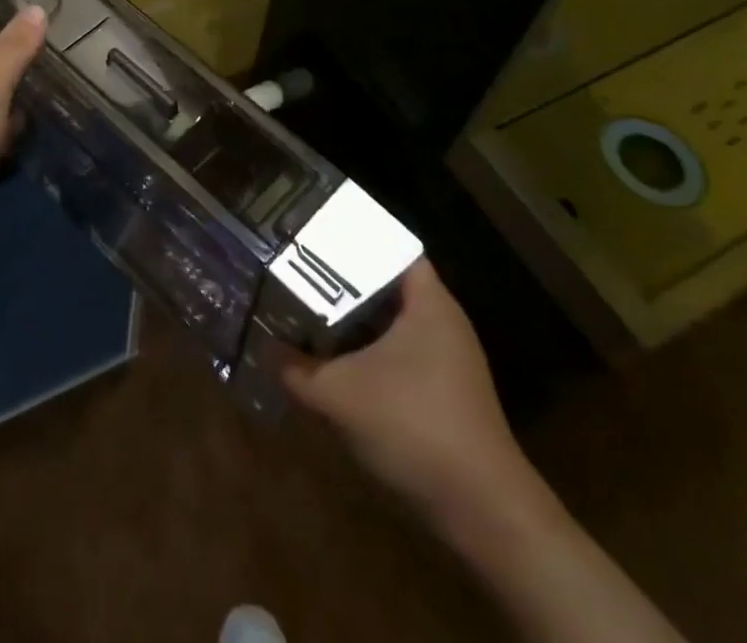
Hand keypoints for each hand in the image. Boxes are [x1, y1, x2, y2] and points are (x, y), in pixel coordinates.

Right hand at [283, 261, 551, 540]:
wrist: (483, 512)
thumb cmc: (414, 426)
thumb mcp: (339, 394)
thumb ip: (296, 368)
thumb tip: (264, 348)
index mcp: (428, 302)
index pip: (389, 247)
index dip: (352, 238)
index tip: (314, 235)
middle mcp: (443, 321)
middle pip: (386, 284)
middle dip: (343, 280)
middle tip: (300, 271)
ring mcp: (448, 360)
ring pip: (391, 323)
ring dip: (354, 320)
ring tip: (310, 310)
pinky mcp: (445, 393)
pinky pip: (399, 354)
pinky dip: (369, 352)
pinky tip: (337, 362)